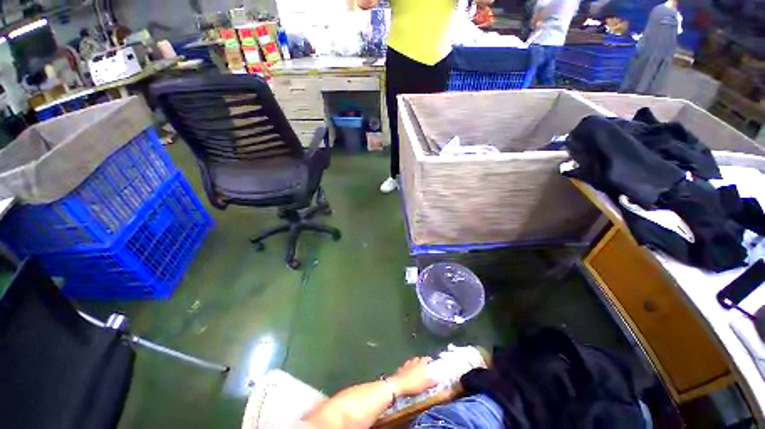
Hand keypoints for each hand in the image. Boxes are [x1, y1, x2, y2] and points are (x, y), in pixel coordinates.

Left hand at [388, 357, 436, 396]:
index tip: (431, 360)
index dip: (428, 359)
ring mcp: (406, 365)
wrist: (398, 385)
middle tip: (423, 364)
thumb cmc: (413, 385)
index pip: (425, 359)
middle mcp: (413, 362)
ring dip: (413, 363)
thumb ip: (431, 382)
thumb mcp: (424, 385)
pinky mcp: (400, 370)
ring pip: (411, 362)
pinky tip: (406, 371)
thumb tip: (438, 379)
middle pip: (417, 359)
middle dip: (420, 361)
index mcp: (420, 365)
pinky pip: (405, 367)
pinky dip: (407, 368)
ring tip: (415, 366)